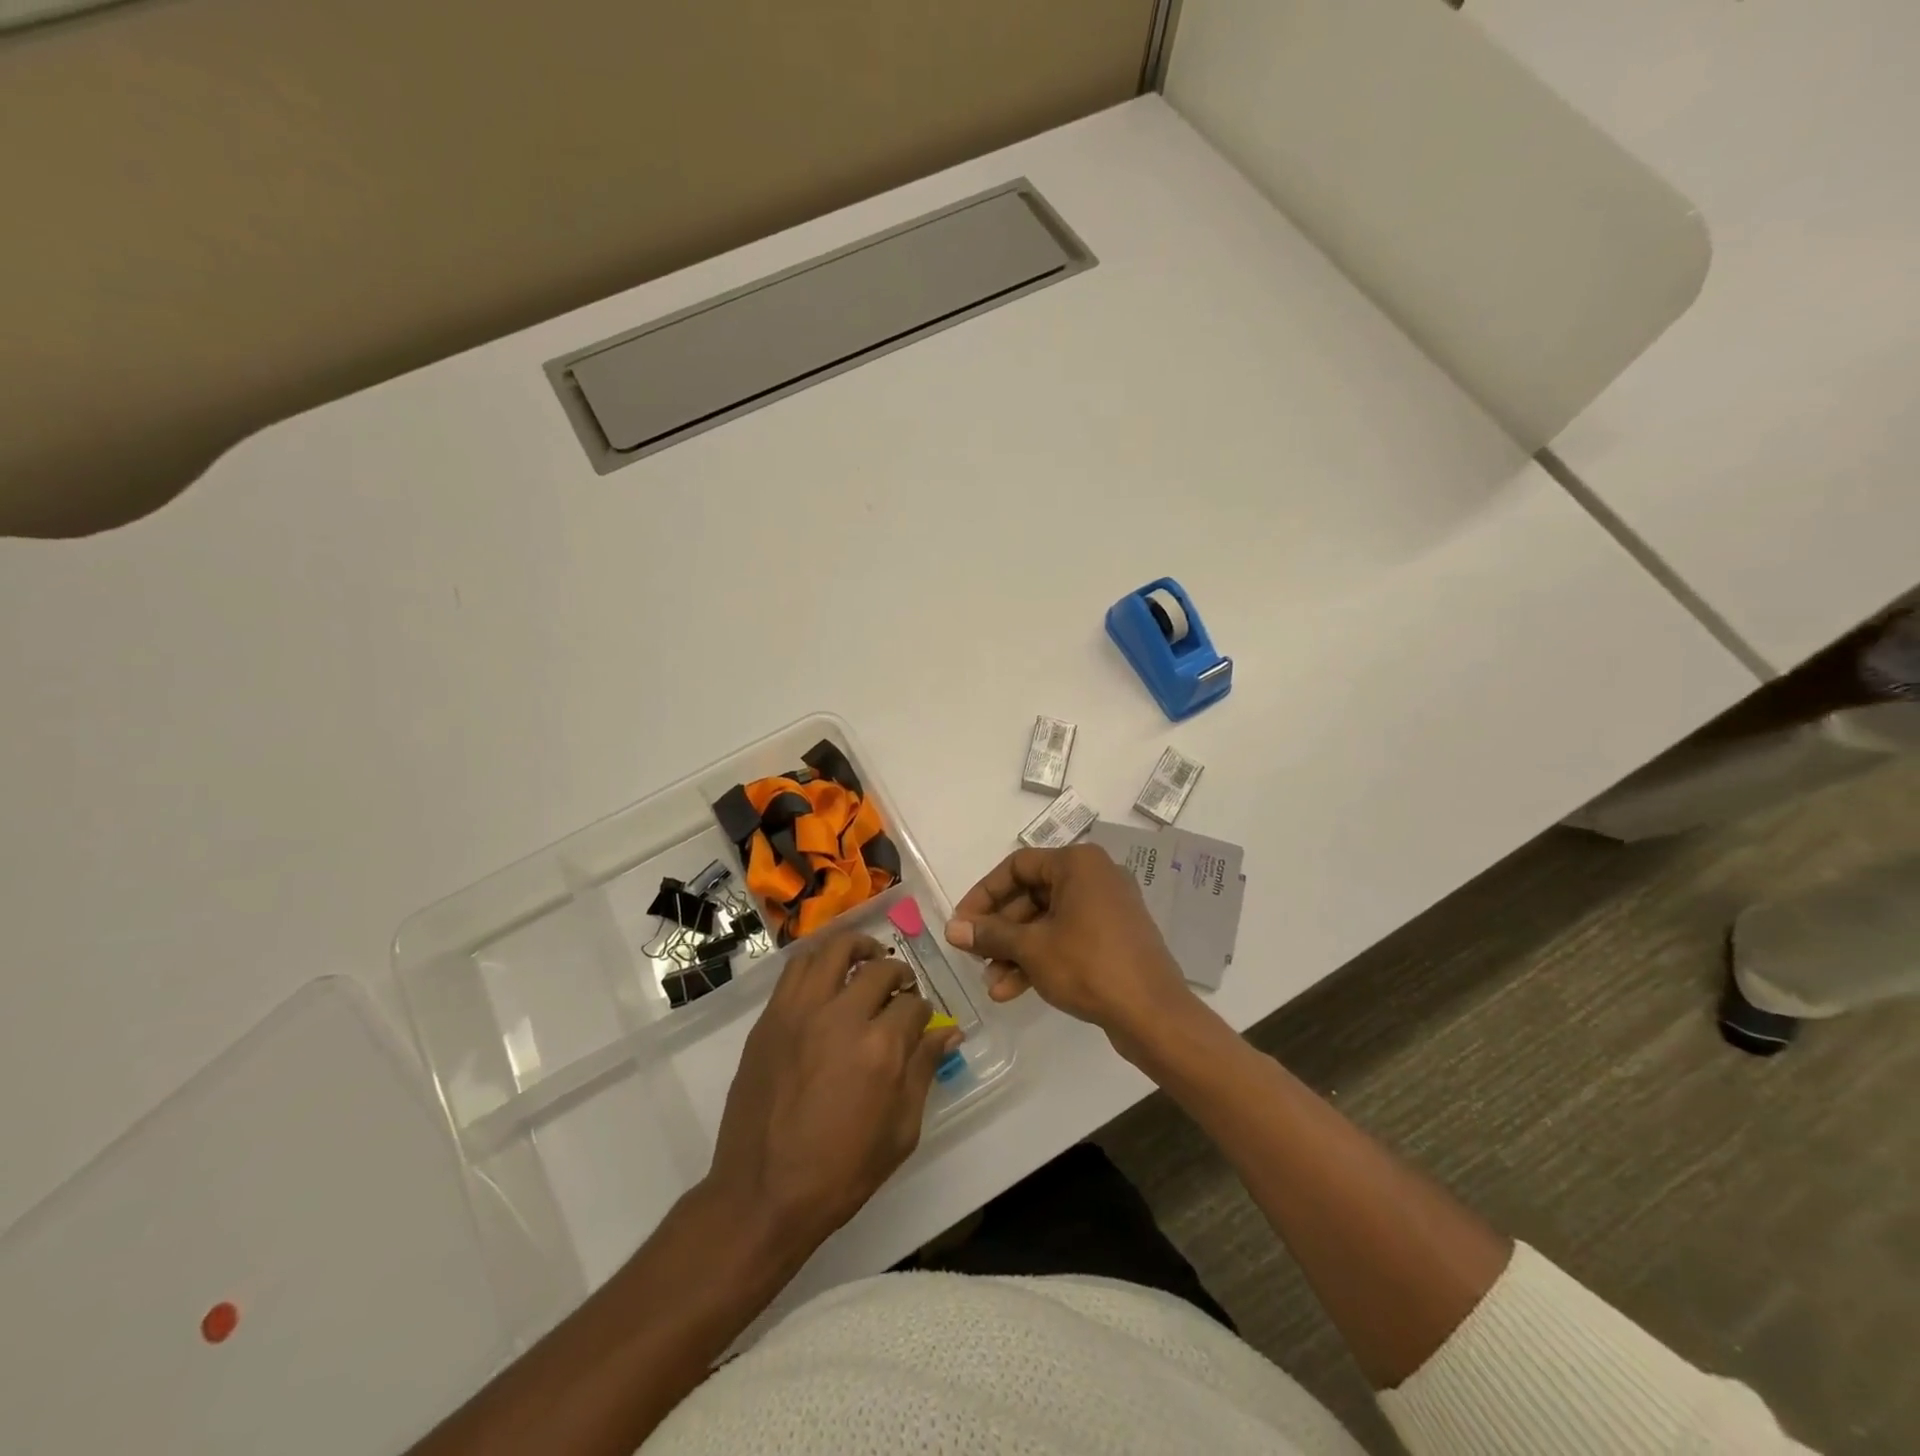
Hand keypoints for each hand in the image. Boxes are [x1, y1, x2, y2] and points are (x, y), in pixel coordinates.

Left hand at [706, 931, 963, 1256]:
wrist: (763, 1193)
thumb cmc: (841, 1172)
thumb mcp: (901, 1131)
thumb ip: (924, 1071)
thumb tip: (948, 1033)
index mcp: (880, 1048)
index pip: (913, 1005)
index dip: (923, 1011)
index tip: (921, 1022)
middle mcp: (840, 1016)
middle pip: (879, 969)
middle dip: (898, 973)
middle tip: (900, 987)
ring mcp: (800, 1012)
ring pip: (833, 950)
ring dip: (857, 948)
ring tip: (865, 959)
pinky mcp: (770, 1018)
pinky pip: (796, 968)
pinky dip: (818, 961)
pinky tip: (828, 976)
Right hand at [944, 844, 1197, 1051]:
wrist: (1154, 1014)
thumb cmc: (1089, 966)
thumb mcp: (1032, 948)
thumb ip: (990, 934)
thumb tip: (952, 929)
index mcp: (1077, 864)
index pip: (1017, 866)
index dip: (984, 894)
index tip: (962, 924)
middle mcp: (1094, 877)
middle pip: (1031, 895)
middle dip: (1000, 931)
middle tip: (974, 957)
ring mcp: (1107, 908)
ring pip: (1047, 921)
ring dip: (1016, 951)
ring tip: (992, 984)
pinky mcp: (1113, 937)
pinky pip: (1067, 937)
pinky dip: (1041, 958)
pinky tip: (1014, 990)